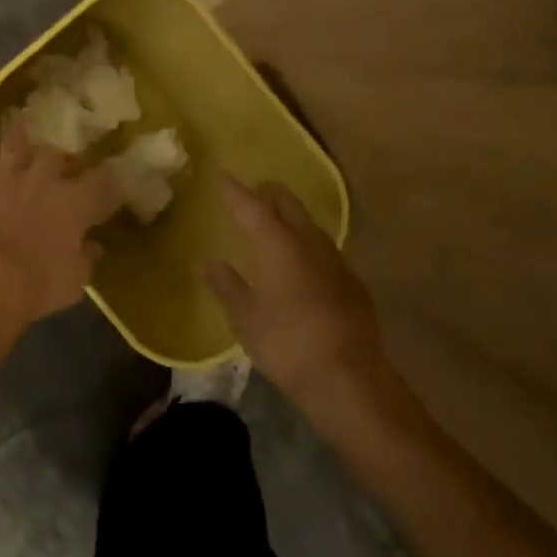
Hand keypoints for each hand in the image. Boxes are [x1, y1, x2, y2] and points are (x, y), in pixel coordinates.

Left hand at [0, 109, 124, 328]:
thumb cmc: (34, 286)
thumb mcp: (73, 282)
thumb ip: (85, 259)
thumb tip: (94, 246)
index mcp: (75, 204)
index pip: (103, 185)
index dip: (112, 184)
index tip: (117, 183)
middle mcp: (44, 180)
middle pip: (59, 157)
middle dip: (63, 159)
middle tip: (63, 163)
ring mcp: (8, 174)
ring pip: (18, 142)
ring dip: (22, 131)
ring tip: (25, 118)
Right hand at [200, 178, 412, 429]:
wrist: (350, 381)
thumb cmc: (287, 345)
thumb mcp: (245, 317)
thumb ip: (226, 285)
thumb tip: (204, 261)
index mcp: (278, 245)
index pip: (252, 207)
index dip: (235, 191)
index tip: (221, 175)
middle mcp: (309, 244)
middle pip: (288, 205)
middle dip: (269, 193)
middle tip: (253, 189)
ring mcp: (336, 262)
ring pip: (310, 224)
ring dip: (292, 216)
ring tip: (276, 219)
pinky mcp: (352, 284)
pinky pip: (324, 249)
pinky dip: (307, 242)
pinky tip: (302, 258)